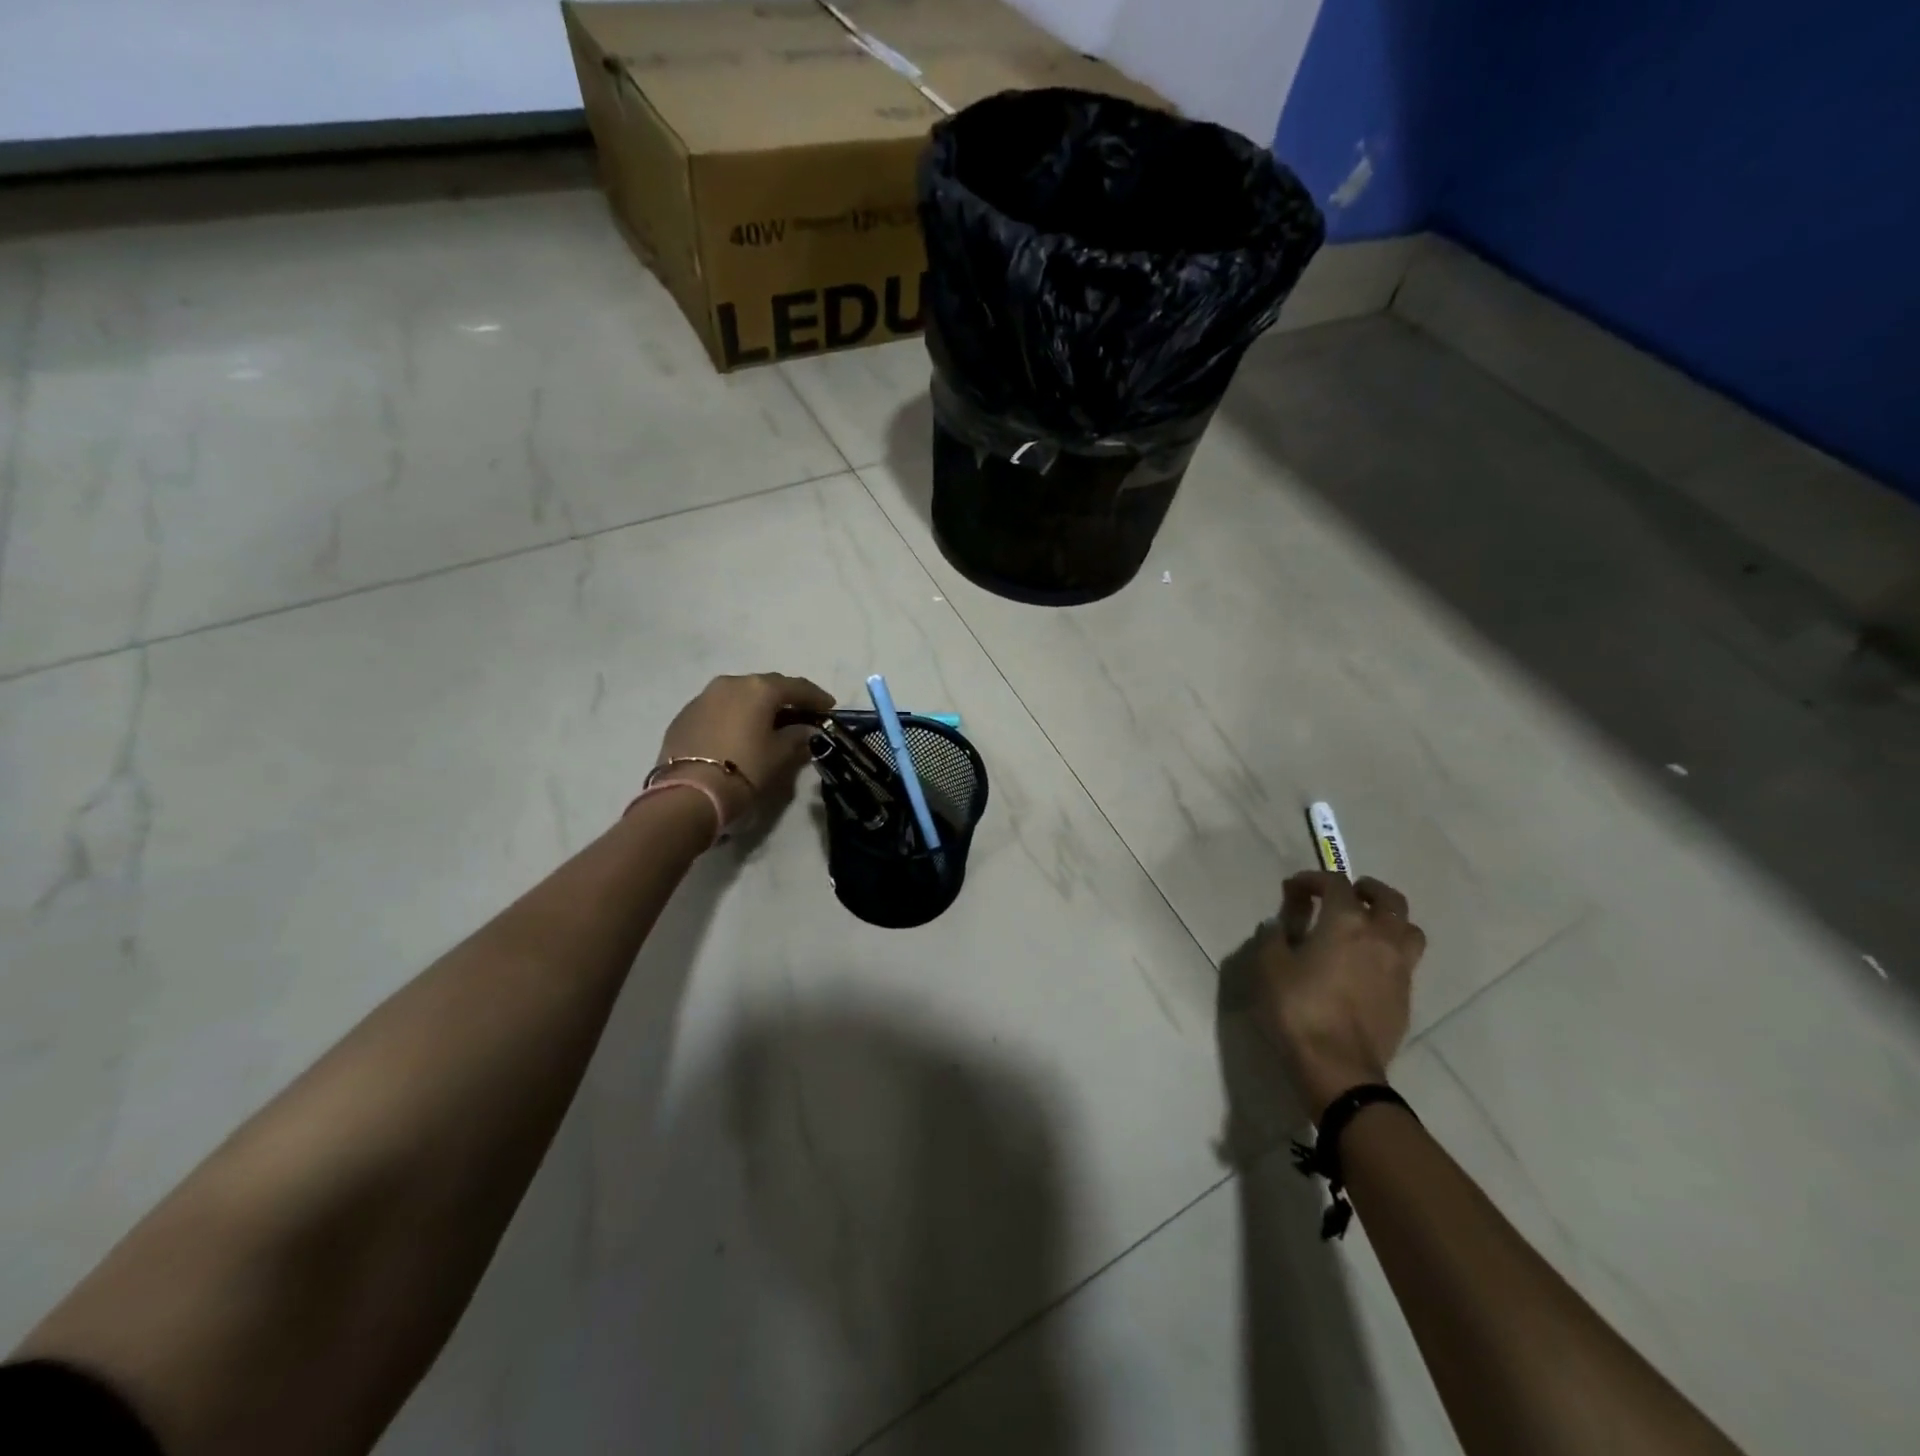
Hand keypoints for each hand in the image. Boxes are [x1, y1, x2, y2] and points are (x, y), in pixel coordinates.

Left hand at [654, 673, 833, 826]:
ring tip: (770, 722)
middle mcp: (731, 683)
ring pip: (740, 694)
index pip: (796, 686)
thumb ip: (797, 737)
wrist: (689, 792)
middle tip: (801, 714)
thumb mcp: (779, 755)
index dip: (816, 697)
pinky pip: (719, 708)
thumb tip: (806, 730)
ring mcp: (704, 697)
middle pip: (766, 686)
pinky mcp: (685, 714)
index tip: (829, 707)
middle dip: (786, 698)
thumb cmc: (744, 768)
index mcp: (759, 688)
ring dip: (757, 705)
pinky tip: (740, 732)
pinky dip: (735, 715)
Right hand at [1254, 871, 1425, 1121]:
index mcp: (1346, 922)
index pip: (1336, 884)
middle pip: (1389, 899)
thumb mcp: (1269, 967)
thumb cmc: (1298, 1008)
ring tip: (1369, 926)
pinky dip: (1391, 951)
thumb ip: (1274, 938)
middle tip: (1348, 893)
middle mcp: (1380, 937)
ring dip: (1390, 919)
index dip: (1314, 879)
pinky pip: (1406, 960)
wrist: (1338, 1067)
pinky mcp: (1406, 997)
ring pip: (1409, 929)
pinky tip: (1369, 964)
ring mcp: (1399, 968)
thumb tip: (1280, 926)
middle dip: (1368, 889)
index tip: (1294, 888)